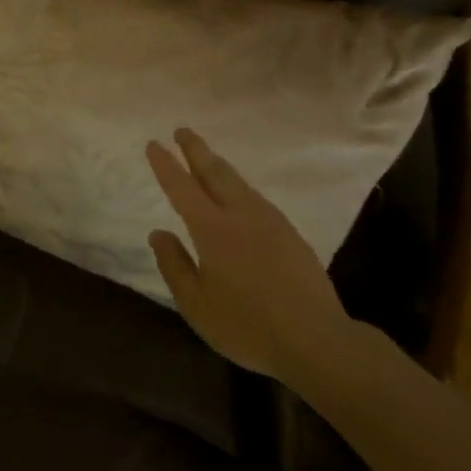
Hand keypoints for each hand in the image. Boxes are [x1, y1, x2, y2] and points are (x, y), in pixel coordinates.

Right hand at [145, 128, 351, 377]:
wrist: (316, 340)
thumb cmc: (247, 326)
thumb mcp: (196, 305)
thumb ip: (174, 266)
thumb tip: (158, 233)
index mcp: (213, 229)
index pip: (182, 187)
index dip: (166, 164)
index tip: (154, 144)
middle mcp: (241, 215)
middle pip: (215, 172)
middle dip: (196, 149)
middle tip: (182, 130)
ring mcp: (270, 222)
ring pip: (239, 182)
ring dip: (218, 165)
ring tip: (206, 158)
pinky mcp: (290, 234)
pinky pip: (256, 198)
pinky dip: (238, 186)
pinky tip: (239, 195)